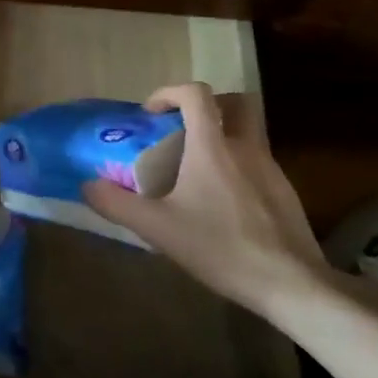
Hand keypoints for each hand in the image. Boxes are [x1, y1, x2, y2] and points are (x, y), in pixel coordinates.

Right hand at [81, 82, 328, 318]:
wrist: (291, 284)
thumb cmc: (220, 247)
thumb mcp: (158, 228)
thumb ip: (118, 204)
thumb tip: (87, 185)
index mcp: (213, 146)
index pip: (196, 94)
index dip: (170, 93)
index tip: (151, 113)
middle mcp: (246, 147)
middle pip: (236, 102)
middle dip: (209, 105)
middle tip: (184, 129)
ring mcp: (271, 169)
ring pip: (249, 133)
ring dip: (223, 137)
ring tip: (197, 172)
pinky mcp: (286, 192)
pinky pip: (258, 162)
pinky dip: (238, 166)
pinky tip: (224, 204)